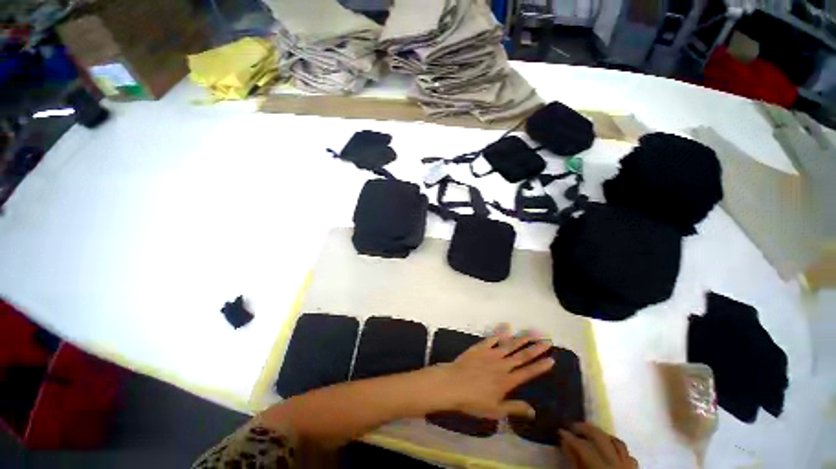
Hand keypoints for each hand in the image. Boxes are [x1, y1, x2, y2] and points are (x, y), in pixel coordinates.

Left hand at [433, 325, 553, 418]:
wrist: (452, 384)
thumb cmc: (472, 401)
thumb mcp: (495, 410)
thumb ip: (514, 408)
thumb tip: (533, 411)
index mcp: (506, 381)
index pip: (527, 372)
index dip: (540, 366)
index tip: (551, 358)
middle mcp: (501, 365)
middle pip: (521, 355)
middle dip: (535, 349)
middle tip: (547, 341)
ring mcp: (490, 354)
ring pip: (509, 345)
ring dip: (521, 338)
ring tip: (532, 333)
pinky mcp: (479, 348)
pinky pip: (491, 339)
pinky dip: (499, 333)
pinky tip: (506, 328)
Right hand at [560, 423, 637, 468]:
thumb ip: (574, 463)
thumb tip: (565, 443)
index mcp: (601, 467)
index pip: (582, 446)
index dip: (569, 437)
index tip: (559, 431)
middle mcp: (616, 462)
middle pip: (600, 437)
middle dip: (584, 428)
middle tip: (572, 426)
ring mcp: (628, 465)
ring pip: (616, 442)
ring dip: (602, 436)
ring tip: (591, 436)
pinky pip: (628, 455)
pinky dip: (618, 449)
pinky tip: (610, 451)